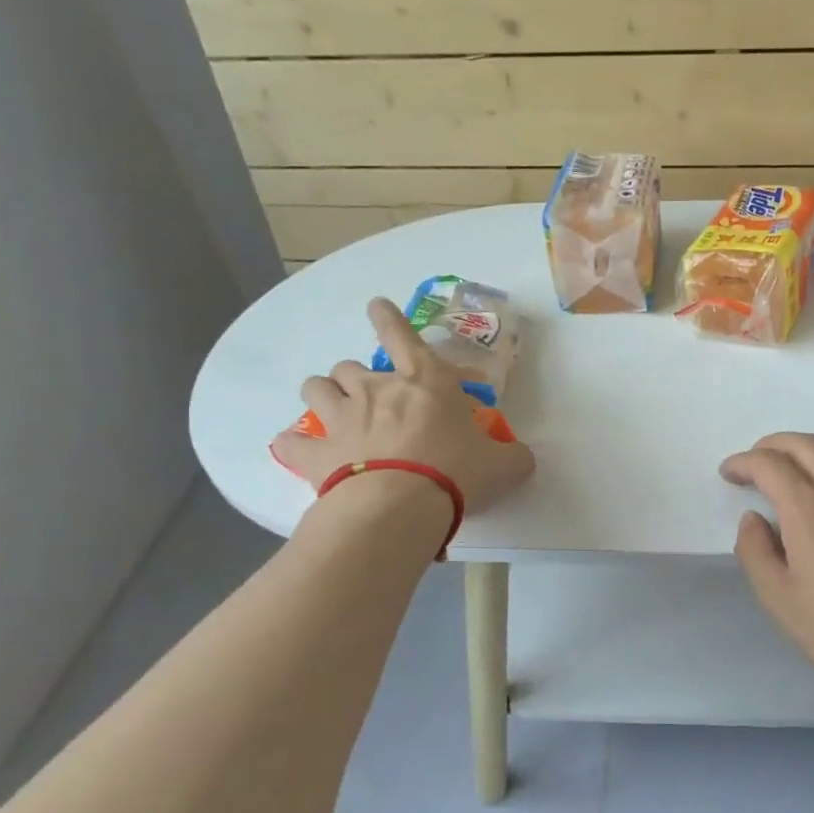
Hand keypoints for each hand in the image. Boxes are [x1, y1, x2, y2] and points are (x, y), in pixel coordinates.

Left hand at [272, 298, 535, 511]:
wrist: (401, 507)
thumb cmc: (456, 473)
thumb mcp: (502, 466)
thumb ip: (513, 456)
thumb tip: (521, 457)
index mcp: (424, 382)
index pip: (401, 335)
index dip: (388, 318)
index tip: (376, 306)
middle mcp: (376, 390)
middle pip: (350, 366)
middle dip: (357, 377)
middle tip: (372, 398)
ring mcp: (341, 419)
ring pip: (316, 388)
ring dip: (325, 395)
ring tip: (336, 413)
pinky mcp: (316, 454)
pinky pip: (292, 442)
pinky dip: (296, 446)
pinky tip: (300, 452)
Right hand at [721, 433, 813, 704]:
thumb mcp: (779, 600)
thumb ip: (755, 552)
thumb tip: (753, 519)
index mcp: (808, 510)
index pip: (769, 465)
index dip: (742, 463)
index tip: (728, 473)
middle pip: (806, 445)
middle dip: (773, 445)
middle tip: (754, 462)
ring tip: (799, 467)